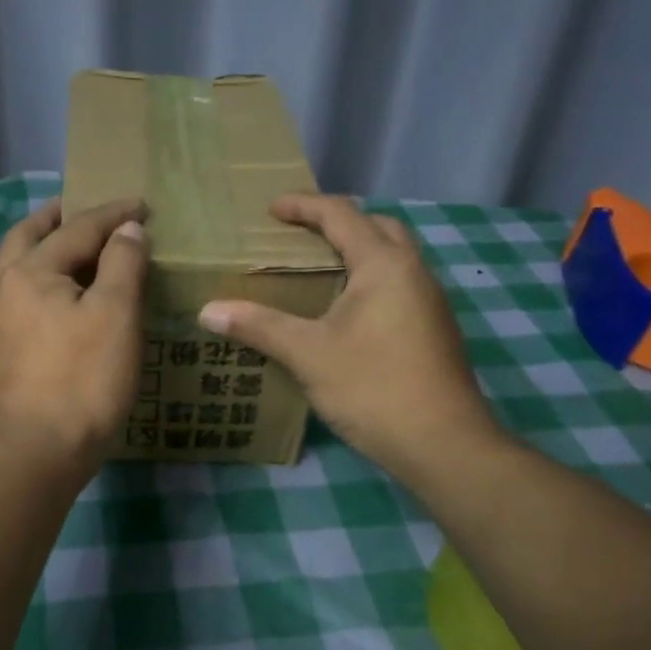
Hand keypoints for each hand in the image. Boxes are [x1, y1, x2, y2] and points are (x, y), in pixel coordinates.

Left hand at [0, 197, 150, 481]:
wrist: (36, 453)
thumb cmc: (83, 380)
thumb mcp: (115, 315)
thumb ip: (122, 263)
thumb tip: (127, 230)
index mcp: (30, 271)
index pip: (77, 228)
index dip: (113, 214)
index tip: (142, 205)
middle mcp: (4, 289)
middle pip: (27, 237)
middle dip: (56, 218)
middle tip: (83, 209)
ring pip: (18, 269)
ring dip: (44, 249)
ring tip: (74, 250)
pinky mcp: (0, 354)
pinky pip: (21, 299)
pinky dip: (41, 282)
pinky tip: (60, 300)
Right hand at [198, 194, 505, 484]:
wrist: (443, 444)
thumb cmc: (373, 387)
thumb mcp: (308, 354)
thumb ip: (259, 326)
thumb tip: (207, 311)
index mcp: (385, 264)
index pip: (341, 214)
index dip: (304, 205)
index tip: (271, 208)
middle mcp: (413, 272)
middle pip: (377, 226)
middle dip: (337, 222)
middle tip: (298, 236)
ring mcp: (429, 302)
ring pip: (393, 257)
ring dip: (357, 251)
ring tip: (316, 269)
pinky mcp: (433, 329)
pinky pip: (398, 284)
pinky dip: (369, 279)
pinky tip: (344, 311)